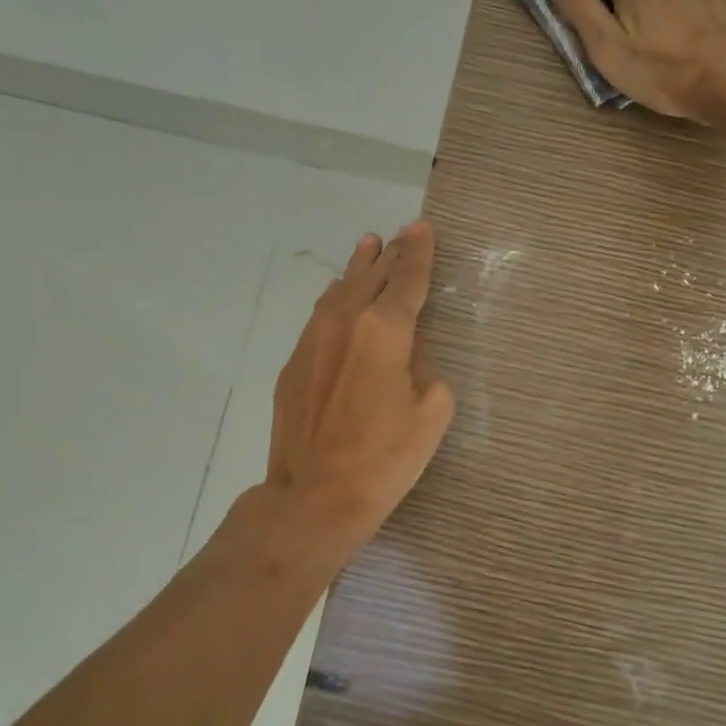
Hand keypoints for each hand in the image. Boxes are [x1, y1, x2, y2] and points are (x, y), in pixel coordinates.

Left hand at [265, 222, 455, 549]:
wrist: (315, 496)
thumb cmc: (385, 459)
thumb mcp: (431, 412)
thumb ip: (426, 367)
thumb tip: (409, 350)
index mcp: (386, 330)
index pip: (407, 279)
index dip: (419, 253)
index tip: (423, 229)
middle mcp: (346, 322)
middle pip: (372, 276)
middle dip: (391, 254)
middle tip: (404, 235)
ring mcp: (313, 340)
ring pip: (340, 289)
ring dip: (358, 267)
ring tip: (369, 245)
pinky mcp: (294, 362)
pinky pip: (320, 315)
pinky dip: (335, 297)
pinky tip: (337, 292)